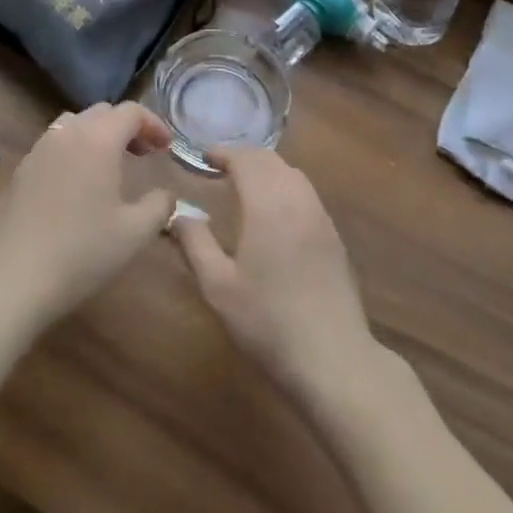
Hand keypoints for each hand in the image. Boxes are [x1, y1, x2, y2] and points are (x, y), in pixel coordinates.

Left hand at [0, 101, 175, 333]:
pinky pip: (55, 145)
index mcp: (98, 139)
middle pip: (102, 112)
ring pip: (75, 124)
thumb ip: (160, 206)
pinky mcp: (21, 169)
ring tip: (110, 165)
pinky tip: (77, 185)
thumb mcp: (135, 234)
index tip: (166, 147)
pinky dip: (74, 151)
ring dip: (98, 135)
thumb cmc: (81, 253)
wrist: (11, 279)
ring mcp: (39, 149)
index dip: (154, 124)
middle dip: (127, 127)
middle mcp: (68, 133)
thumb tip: (165, 194)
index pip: (131, 112)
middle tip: (143, 154)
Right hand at [173, 146, 380, 405]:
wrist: (333, 359)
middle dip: (244, 157)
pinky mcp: (333, 236)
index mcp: (268, 203)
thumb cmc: (268, 322)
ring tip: (244, 186)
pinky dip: (284, 187)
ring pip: (291, 174)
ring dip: (266, 170)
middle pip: (270, 160)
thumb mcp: (218, 287)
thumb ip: (196, 244)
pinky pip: (305, 193)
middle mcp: (297, 198)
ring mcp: (320, 216)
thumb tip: (179, 214)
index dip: (223, 153)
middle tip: (220, 168)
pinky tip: (273, 213)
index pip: (245, 159)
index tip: (204, 157)